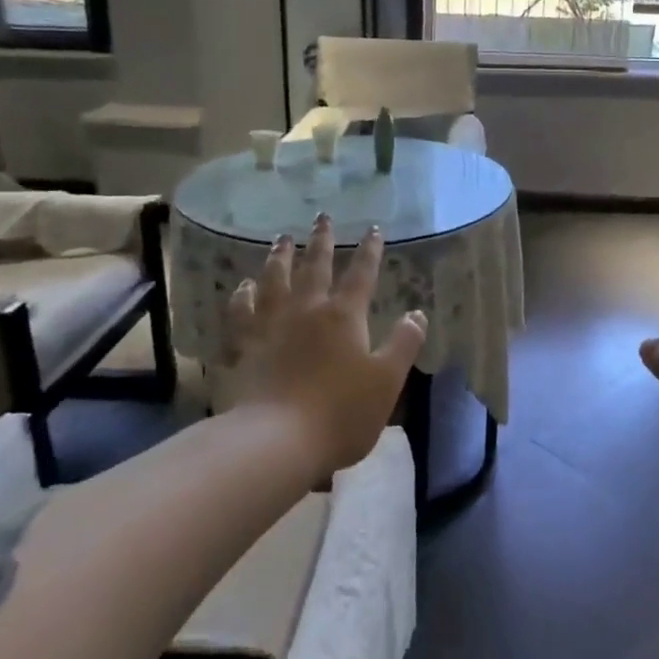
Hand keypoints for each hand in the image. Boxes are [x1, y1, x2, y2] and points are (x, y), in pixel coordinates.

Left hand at [224, 215, 425, 473]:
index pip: (361, 274)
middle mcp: (307, 310)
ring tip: (282, 239)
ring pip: (275, 280)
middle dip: (322, 241)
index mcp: (344, 316)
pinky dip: (242, 295)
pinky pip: (242, 312)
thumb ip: (404, 344)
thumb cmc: (340, 413)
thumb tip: (417, 313)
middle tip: (322, 217)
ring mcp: (271, 326)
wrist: (275, 441)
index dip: (370, 251)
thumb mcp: (387, 380)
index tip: (374, 228)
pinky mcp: (245, 346)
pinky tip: (243, 286)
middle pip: (314, 267)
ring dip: (279, 257)